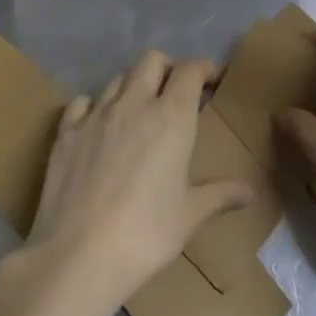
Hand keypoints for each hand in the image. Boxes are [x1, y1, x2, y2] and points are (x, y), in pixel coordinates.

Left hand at [26, 51, 252, 313]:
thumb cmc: (146, 234)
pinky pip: (82, 102)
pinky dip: (95, 106)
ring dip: (133, 85)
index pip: (190, 71)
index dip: (204, 69)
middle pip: (151, 60)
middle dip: (168, 68)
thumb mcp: (190, 216)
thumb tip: (250, 191)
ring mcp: (95, 114)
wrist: (78, 255)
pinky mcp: (66, 131)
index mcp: (171, 117)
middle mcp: (133, 103)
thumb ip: (220, 195)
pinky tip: (99, 126)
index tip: (212, 80)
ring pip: (118, 78)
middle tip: (176, 93)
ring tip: (139, 111)